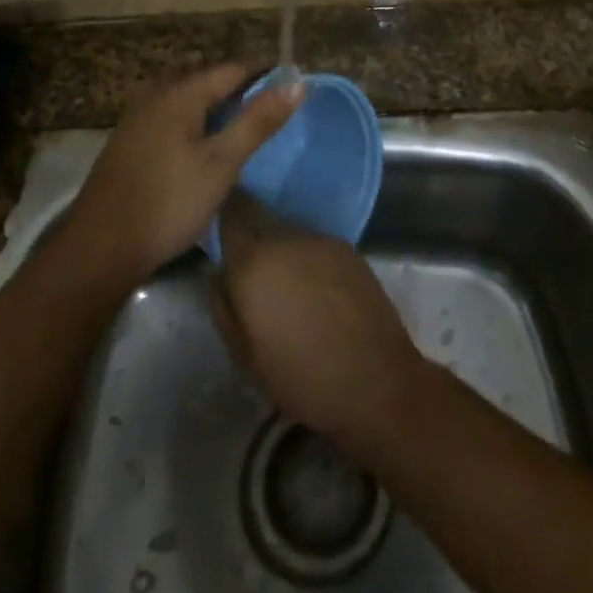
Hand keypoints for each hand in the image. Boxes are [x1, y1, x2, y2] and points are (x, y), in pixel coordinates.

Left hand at [68, 64, 301, 282]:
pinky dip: (195, 125)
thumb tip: (297, 82)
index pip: (233, 69)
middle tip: (273, 115)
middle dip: (241, 92)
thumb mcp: (222, 163)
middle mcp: (156, 95)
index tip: (292, 91)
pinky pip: (172, 119)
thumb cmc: (168, 202)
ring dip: (218, 111)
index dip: (265, 77)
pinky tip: (205, 150)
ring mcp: (137, 118)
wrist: (99, 250)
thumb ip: (258, 121)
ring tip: (246, 132)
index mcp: (180, 93)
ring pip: (189, 101)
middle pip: (209, 82)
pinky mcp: (128, 142)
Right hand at [211, 192, 428, 450]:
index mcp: (254, 261)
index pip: (231, 213)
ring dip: (282, 253)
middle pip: (261, 222)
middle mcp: (286, 238)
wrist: (374, 380)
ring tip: (288, 290)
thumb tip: (217, 272)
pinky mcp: (348, 248)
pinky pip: (315, 247)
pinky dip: (309, 261)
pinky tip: (317, 292)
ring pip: (289, 235)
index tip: (219, 228)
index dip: (224, 215)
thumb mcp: (245, 356)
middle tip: (253, 276)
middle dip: (253, 241)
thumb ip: (223, 307)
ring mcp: (321, 240)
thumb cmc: (300, 376)